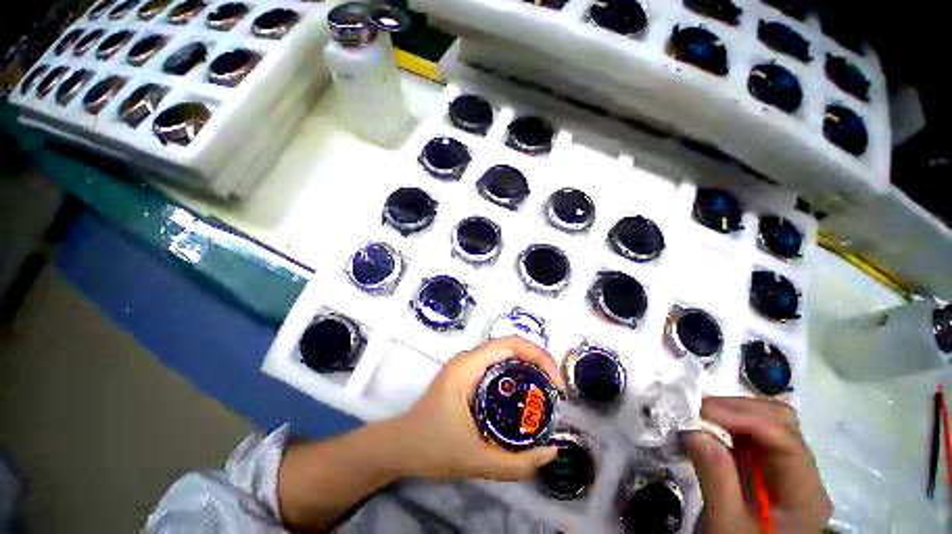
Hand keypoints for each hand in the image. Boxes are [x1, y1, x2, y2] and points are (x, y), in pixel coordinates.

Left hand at [389, 336, 565, 481]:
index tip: (556, 386)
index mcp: (469, 366)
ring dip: (529, 368)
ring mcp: (467, 365)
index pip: (511, 344)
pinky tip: (525, 397)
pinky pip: (498, 366)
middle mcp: (469, 358)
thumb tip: (552, 452)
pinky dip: (517, 376)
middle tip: (555, 392)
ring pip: (505, 355)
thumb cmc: (431, 448)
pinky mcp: (467, 375)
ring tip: (546, 394)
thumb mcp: (476, 461)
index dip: (540, 357)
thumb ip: (517, 464)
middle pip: (511, 346)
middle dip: (539, 363)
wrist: (399, 447)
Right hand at [684, 397, 832, 533]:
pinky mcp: (767, 466)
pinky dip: (728, 423)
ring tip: (698, 417)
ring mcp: (787, 468)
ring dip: (731, 412)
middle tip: (695, 411)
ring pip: (767, 421)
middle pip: (780, 422)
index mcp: (805, 493)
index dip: (741, 416)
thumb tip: (693, 430)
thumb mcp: (726, 524)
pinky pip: (752, 433)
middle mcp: (804, 473)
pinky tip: (708, 427)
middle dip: (736, 409)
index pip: (784, 438)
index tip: (698, 411)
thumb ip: (716, 478)